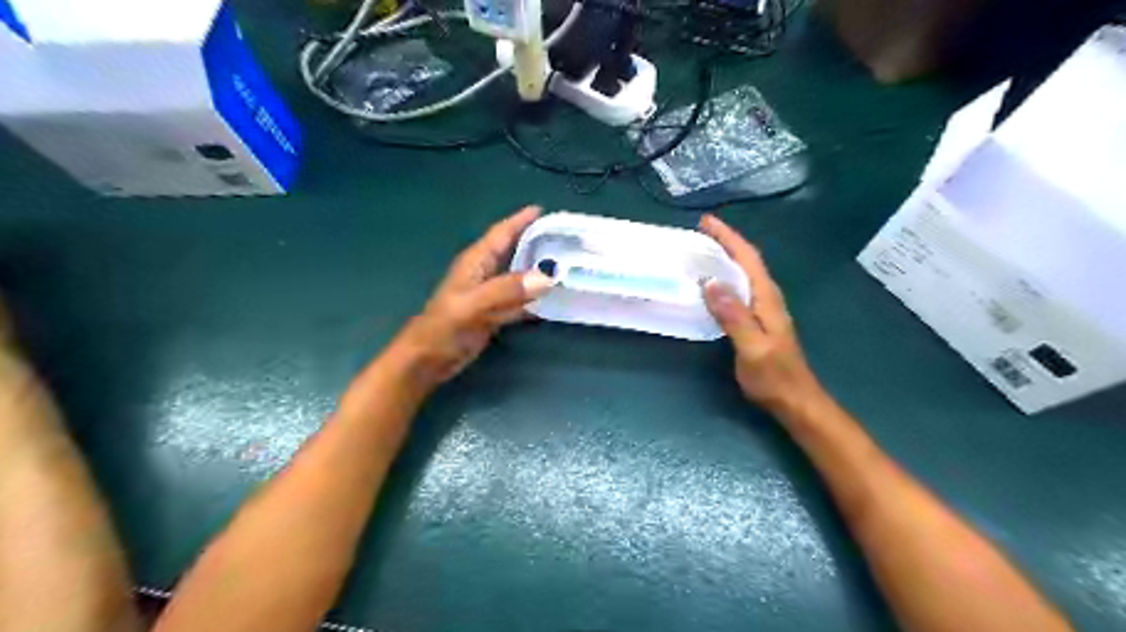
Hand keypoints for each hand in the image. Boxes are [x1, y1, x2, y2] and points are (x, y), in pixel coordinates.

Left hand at [394, 204, 552, 387]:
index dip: (520, 220)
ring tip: (566, 265)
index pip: (501, 234)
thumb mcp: (473, 305)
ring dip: (539, 271)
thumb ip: (507, 289)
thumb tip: (547, 276)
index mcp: (475, 263)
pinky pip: (520, 301)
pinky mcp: (493, 315)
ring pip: (519, 276)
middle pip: (513, 251)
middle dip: (536, 242)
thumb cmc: (442, 328)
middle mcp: (484, 274)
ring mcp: (489, 296)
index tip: (544, 210)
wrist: (426, 361)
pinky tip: (553, 301)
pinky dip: (535, 299)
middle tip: (565, 238)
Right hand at [697, 216, 823, 413]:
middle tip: (698, 233)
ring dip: (725, 258)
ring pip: (743, 274)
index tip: (706, 222)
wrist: (796, 400)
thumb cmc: (774, 376)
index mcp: (766, 298)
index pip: (747, 258)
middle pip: (747, 261)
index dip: (728, 237)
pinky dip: (725, 278)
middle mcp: (767, 297)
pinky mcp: (758, 320)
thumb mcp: (752, 347)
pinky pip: (740, 289)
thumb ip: (734, 316)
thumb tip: (711, 283)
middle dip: (725, 242)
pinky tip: (711, 285)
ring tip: (701, 252)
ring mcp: (764, 309)